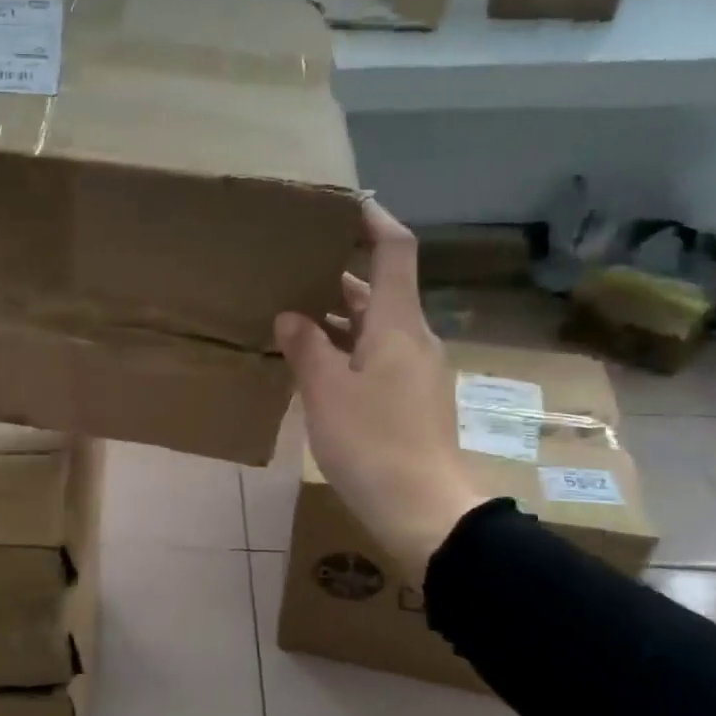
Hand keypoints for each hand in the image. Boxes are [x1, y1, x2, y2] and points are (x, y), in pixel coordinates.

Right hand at [275, 201, 482, 581]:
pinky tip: (313, 366)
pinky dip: (346, 350)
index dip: (374, 222)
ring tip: (291, 314)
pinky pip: (376, 357)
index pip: (394, 253)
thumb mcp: (326, 392)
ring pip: (374, 328)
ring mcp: (416, 371)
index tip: (347, 205)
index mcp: (397, 325)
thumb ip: (306, 347)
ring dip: (338, 318)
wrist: (424, 510)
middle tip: (293, 268)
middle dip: (339, 276)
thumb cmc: (373, 443)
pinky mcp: (411, 400)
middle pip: (379, 291)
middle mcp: (413, 339)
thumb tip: (291, 315)